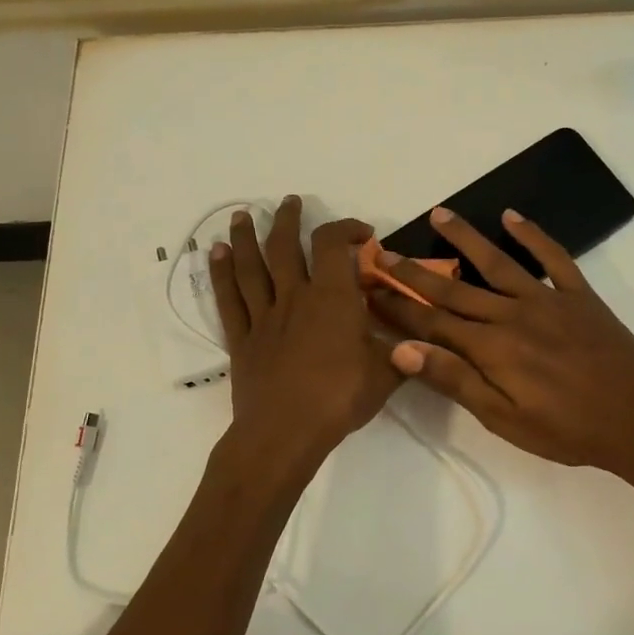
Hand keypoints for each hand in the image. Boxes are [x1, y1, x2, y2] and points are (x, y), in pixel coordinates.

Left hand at [211, 196, 399, 458]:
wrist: (286, 432)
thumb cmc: (340, 397)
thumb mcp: (387, 372)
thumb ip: (402, 349)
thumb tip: (419, 338)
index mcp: (332, 297)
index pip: (333, 244)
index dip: (346, 228)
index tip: (363, 234)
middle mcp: (294, 297)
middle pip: (284, 246)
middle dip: (287, 219)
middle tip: (289, 202)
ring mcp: (264, 317)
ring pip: (250, 266)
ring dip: (245, 237)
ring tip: (240, 214)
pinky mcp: (242, 340)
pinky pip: (228, 299)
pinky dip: (220, 274)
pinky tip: (214, 254)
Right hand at [368, 207, 633, 480]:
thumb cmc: (568, 430)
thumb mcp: (504, 419)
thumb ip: (455, 380)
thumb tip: (402, 350)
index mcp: (491, 349)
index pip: (431, 323)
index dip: (397, 306)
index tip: (368, 289)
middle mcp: (512, 314)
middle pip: (454, 290)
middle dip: (415, 271)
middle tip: (385, 251)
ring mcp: (547, 299)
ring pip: (497, 262)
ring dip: (465, 238)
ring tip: (440, 214)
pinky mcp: (579, 295)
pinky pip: (553, 257)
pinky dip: (533, 235)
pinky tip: (512, 216)